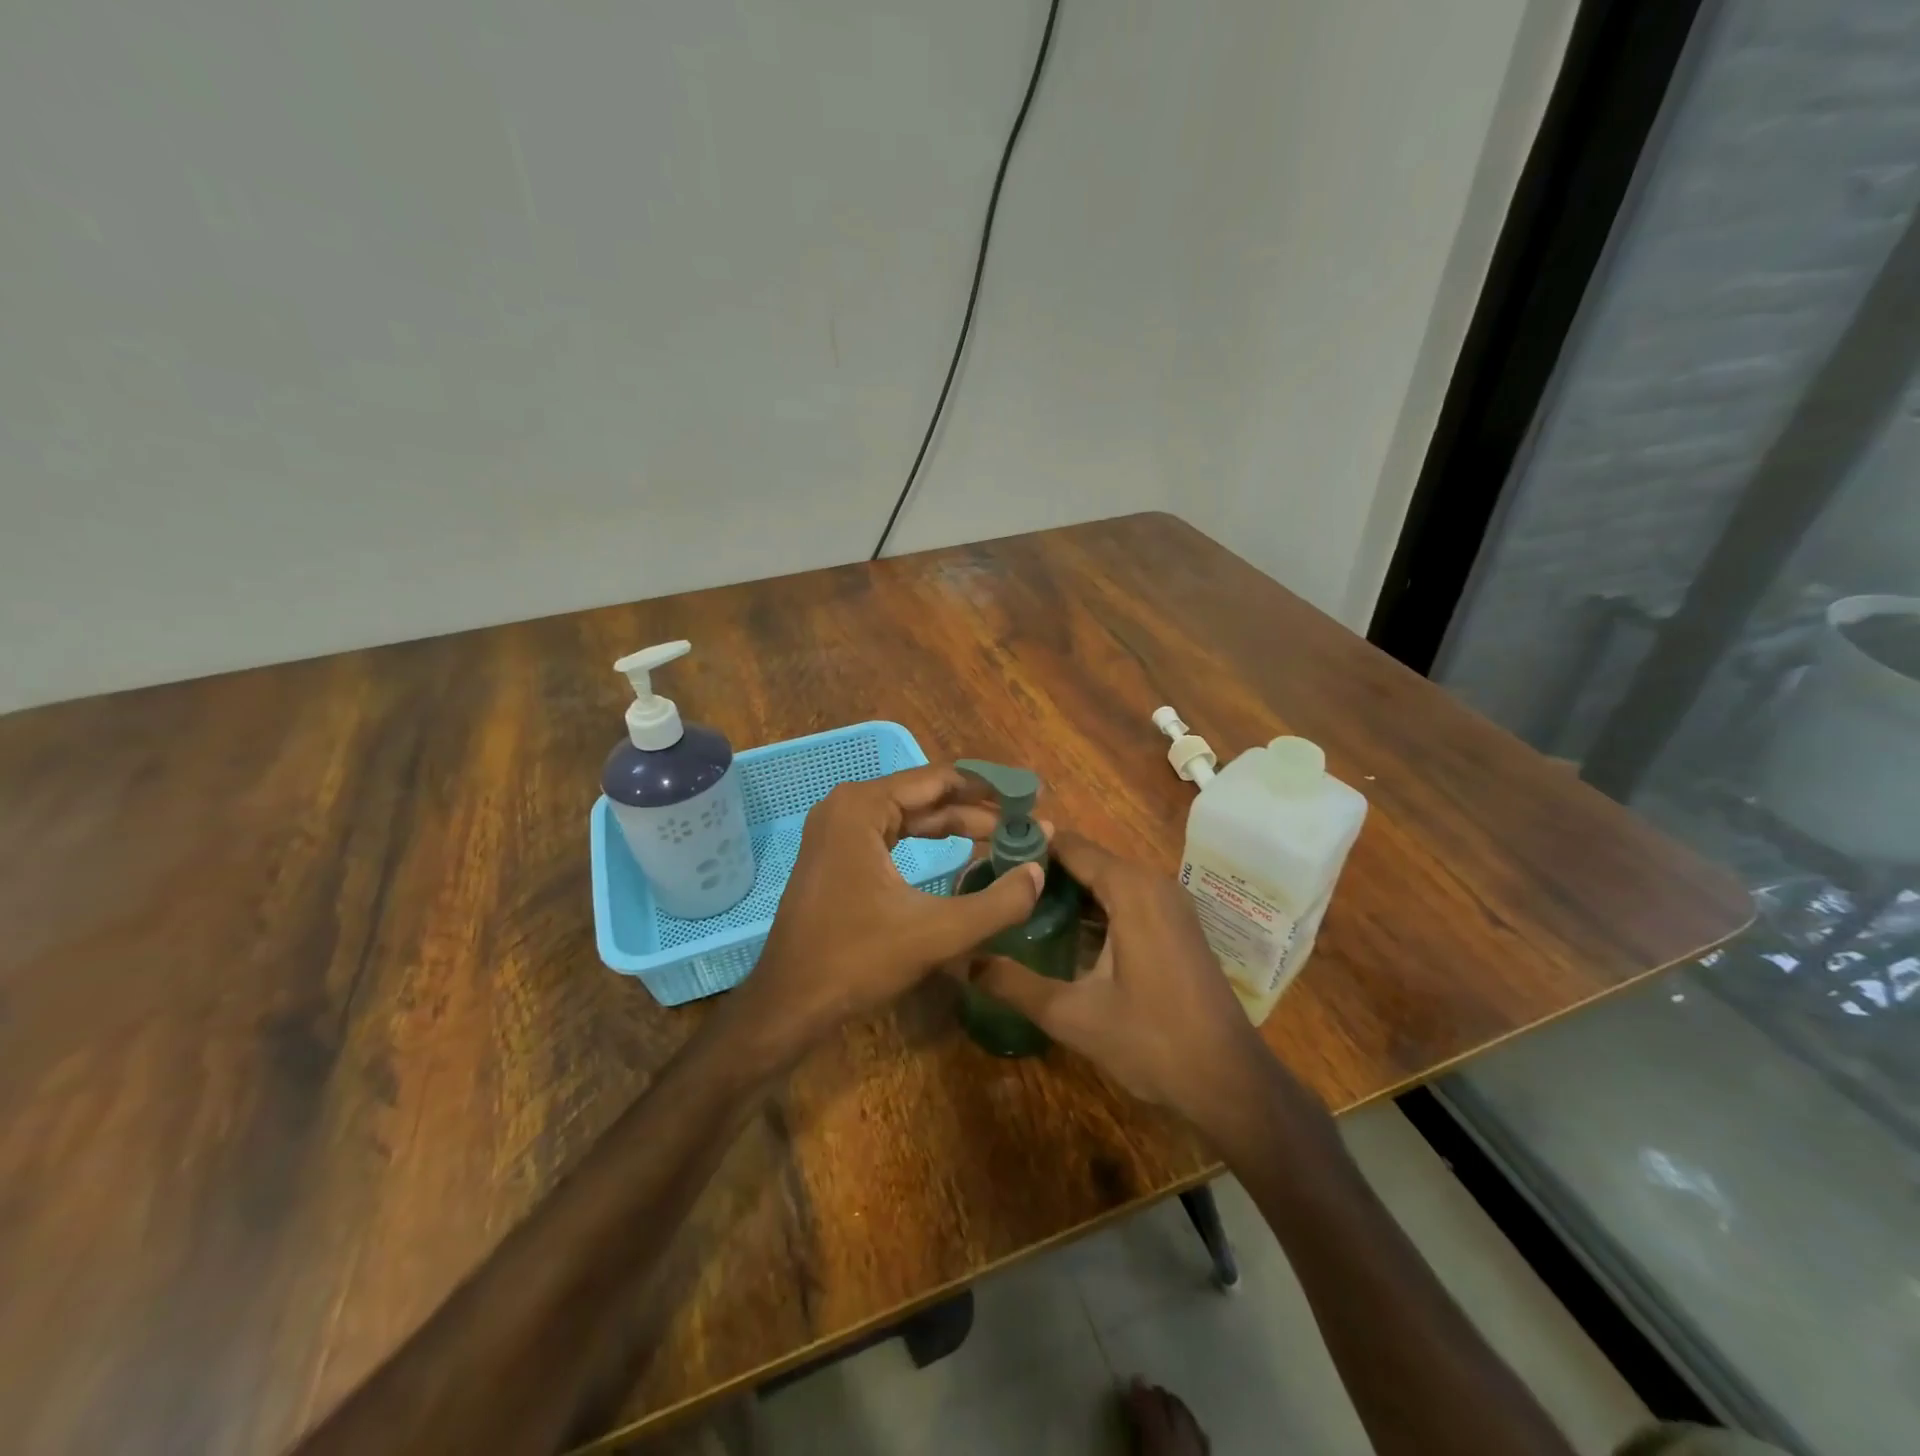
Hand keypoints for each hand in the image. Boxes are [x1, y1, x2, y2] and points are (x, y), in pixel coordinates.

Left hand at [738, 765, 1044, 1044]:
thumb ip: (998, 903)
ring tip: (1005, 838)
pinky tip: (961, 852)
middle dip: (977, 810)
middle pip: (926, 795)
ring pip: (910, 816)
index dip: (990, 789)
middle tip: (1026, 825)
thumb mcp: (937, 932)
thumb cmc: (857, 960)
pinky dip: (928, 841)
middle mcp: (847, 806)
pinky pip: (892, 835)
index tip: (1031, 800)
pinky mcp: (836, 855)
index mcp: (864, 806)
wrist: (789, 1003)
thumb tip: (1040, 871)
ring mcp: (837, 830)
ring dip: (956, 826)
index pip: (941, 780)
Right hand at [971, 832, 1277, 1130]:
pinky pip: (1126, 900)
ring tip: (1017, 906)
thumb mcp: (1073, 1015)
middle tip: (994, 887)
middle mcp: (1153, 883)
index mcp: (1131, 889)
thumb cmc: (1152, 1041)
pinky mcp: (1176, 926)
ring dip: (1067, 891)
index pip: (1070, 846)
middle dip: (1043, 872)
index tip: (987, 858)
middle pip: (1088, 861)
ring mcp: (1170, 904)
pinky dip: (1094, 908)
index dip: (1029, 847)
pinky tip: (1061, 932)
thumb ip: (1015, 984)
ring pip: (1107, 882)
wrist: (1229, 1080)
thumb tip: (963, 962)